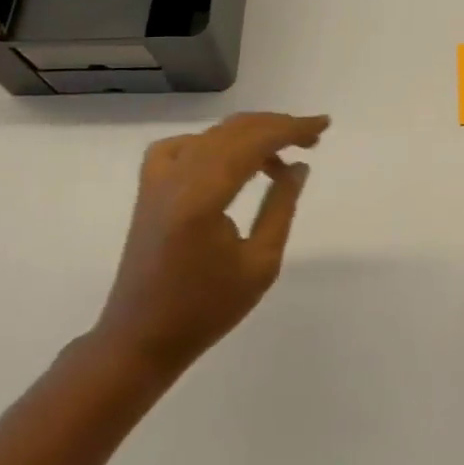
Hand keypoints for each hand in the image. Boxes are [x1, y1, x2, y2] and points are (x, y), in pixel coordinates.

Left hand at [94, 111, 328, 372]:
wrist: (140, 339)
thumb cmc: (205, 309)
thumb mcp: (260, 264)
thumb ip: (281, 207)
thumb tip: (298, 167)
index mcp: (203, 196)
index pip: (254, 142)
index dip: (291, 128)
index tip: (323, 125)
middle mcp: (177, 177)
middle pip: (234, 131)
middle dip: (277, 127)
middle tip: (312, 138)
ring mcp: (158, 180)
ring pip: (211, 135)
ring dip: (250, 135)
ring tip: (281, 153)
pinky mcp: (149, 188)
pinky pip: (182, 146)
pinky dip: (212, 142)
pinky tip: (229, 158)